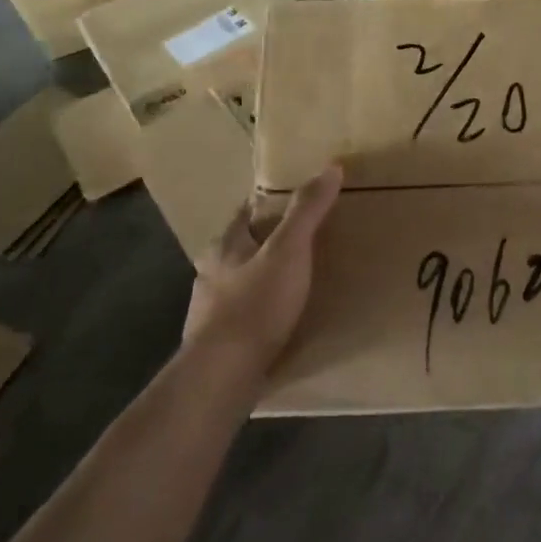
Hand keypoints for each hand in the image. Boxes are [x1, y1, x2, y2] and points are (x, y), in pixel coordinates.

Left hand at [183, 165, 342, 373]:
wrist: (222, 375)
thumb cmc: (255, 305)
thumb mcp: (289, 250)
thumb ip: (307, 210)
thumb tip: (330, 167)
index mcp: (224, 246)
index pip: (245, 213)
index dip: (268, 204)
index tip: (293, 201)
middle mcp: (210, 274)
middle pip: (241, 248)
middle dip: (266, 244)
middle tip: (302, 242)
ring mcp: (210, 312)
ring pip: (240, 284)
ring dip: (262, 280)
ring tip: (296, 283)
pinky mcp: (218, 344)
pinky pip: (244, 318)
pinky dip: (262, 314)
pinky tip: (280, 323)